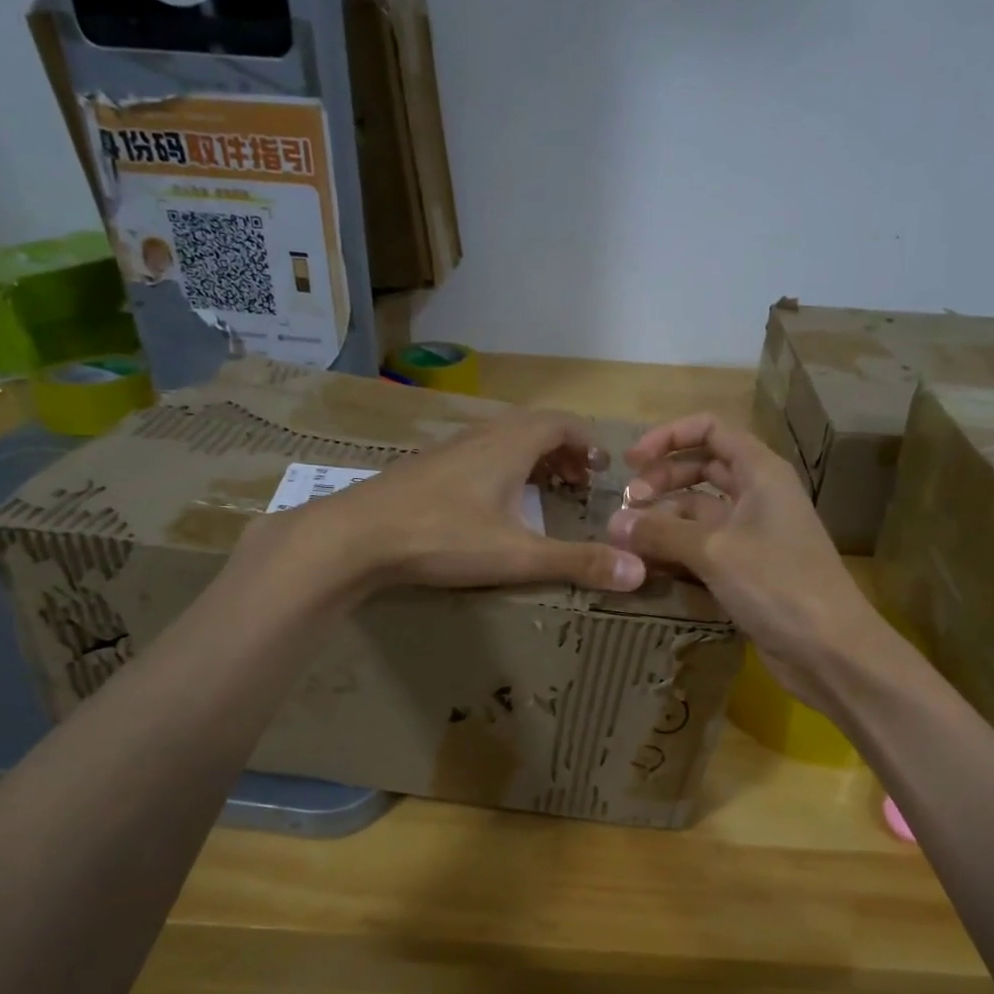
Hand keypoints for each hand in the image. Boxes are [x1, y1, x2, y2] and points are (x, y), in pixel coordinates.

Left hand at [231, 409, 647, 599]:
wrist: (355, 536)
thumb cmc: (443, 537)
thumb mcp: (518, 555)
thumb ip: (578, 562)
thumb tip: (639, 570)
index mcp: (510, 445)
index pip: (561, 424)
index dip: (587, 442)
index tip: (601, 469)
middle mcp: (482, 437)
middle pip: (533, 428)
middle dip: (562, 451)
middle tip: (579, 482)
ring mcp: (449, 450)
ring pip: (502, 440)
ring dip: (530, 458)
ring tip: (543, 491)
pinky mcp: (425, 469)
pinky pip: (477, 455)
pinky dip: (500, 468)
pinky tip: (492, 504)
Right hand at [607, 413, 886, 710]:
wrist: (829, 649)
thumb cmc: (777, 584)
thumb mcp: (714, 551)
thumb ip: (661, 532)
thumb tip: (614, 522)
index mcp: (760, 472)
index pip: (711, 429)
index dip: (669, 436)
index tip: (631, 460)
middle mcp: (758, 494)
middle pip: (703, 468)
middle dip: (662, 479)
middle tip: (627, 504)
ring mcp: (754, 532)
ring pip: (700, 510)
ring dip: (665, 517)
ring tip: (628, 538)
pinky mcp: (747, 567)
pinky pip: (704, 545)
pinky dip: (677, 548)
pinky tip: (648, 563)